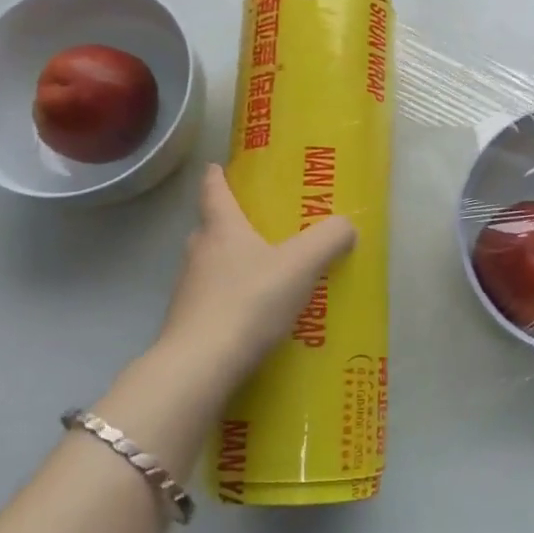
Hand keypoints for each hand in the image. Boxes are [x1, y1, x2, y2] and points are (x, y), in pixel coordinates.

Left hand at [156, 164, 355, 387]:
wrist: (200, 366)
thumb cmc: (249, 301)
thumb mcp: (300, 265)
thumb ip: (328, 240)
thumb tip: (346, 225)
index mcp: (222, 229)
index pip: (214, 192)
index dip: (216, 177)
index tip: (216, 166)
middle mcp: (199, 253)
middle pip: (211, 228)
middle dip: (229, 223)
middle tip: (256, 225)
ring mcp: (188, 290)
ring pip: (210, 265)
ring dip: (230, 264)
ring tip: (262, 273)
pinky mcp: (187, 324)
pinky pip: (212, 300)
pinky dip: (229, 299)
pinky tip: (251, 315)